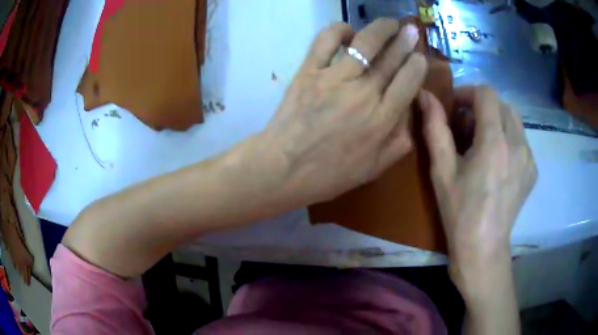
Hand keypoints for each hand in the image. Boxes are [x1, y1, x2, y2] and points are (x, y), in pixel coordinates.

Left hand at [262, 19, 426, 206]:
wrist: (283, 169)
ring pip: (365, 43)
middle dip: (406, 40)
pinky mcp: (309, 71)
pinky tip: (349, 32)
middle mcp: (363, 93)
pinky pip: (326, 40)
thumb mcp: (374, 169)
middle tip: (411, 30)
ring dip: (381, 28)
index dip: (418, 65)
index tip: (420, 56)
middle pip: (391, 58)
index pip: (409, 81)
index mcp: (382, 119)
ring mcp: (334, 78)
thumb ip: (399, 142)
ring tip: (390, 23)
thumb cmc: (329, 174)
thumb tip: (410, 114)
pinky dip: (340, 30)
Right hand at [420, 86, 537, 262]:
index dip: (468, 93)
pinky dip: (508, 139)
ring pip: (514, 120)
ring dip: (497, 121)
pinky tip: (498, 162)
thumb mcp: (441, 171)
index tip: (456, 108)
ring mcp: (529, 157)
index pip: (486, 93)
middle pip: (502, 103)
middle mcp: (517, 143)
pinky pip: (521, 140)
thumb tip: (425, 95)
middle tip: (467, 128)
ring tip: (483, 144)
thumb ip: (435, 128)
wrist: (483, 248)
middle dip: (482, 107)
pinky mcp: (533, 170)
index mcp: (494, 141)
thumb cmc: (460, 212)